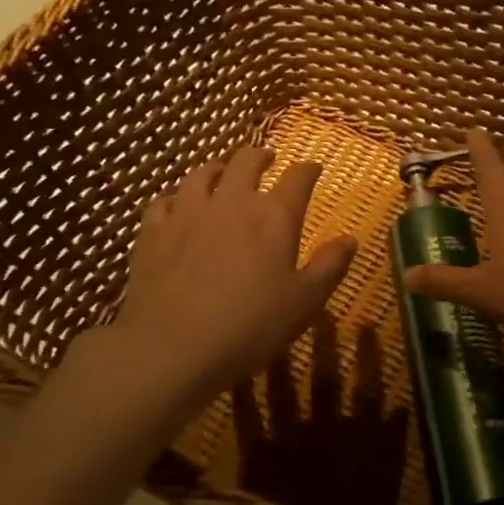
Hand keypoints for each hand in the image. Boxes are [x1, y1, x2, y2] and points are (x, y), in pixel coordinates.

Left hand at [52, 145, 356, 444]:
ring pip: (201, 174)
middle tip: (267, 159)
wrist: (172, 348)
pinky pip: (164, 201)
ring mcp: (187, 213)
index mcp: (274, 217)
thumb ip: (330, 266)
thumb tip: (350, 239)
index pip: (298, 178)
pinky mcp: (152, 233)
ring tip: (223, 172)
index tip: (314, 169)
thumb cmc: (250, 326)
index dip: (308, 170)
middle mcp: (231, 202)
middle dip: (260, 156)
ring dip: (218, 168)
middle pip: (246, 162)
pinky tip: (178, 207)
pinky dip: (177, 197)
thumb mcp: (305, 302)